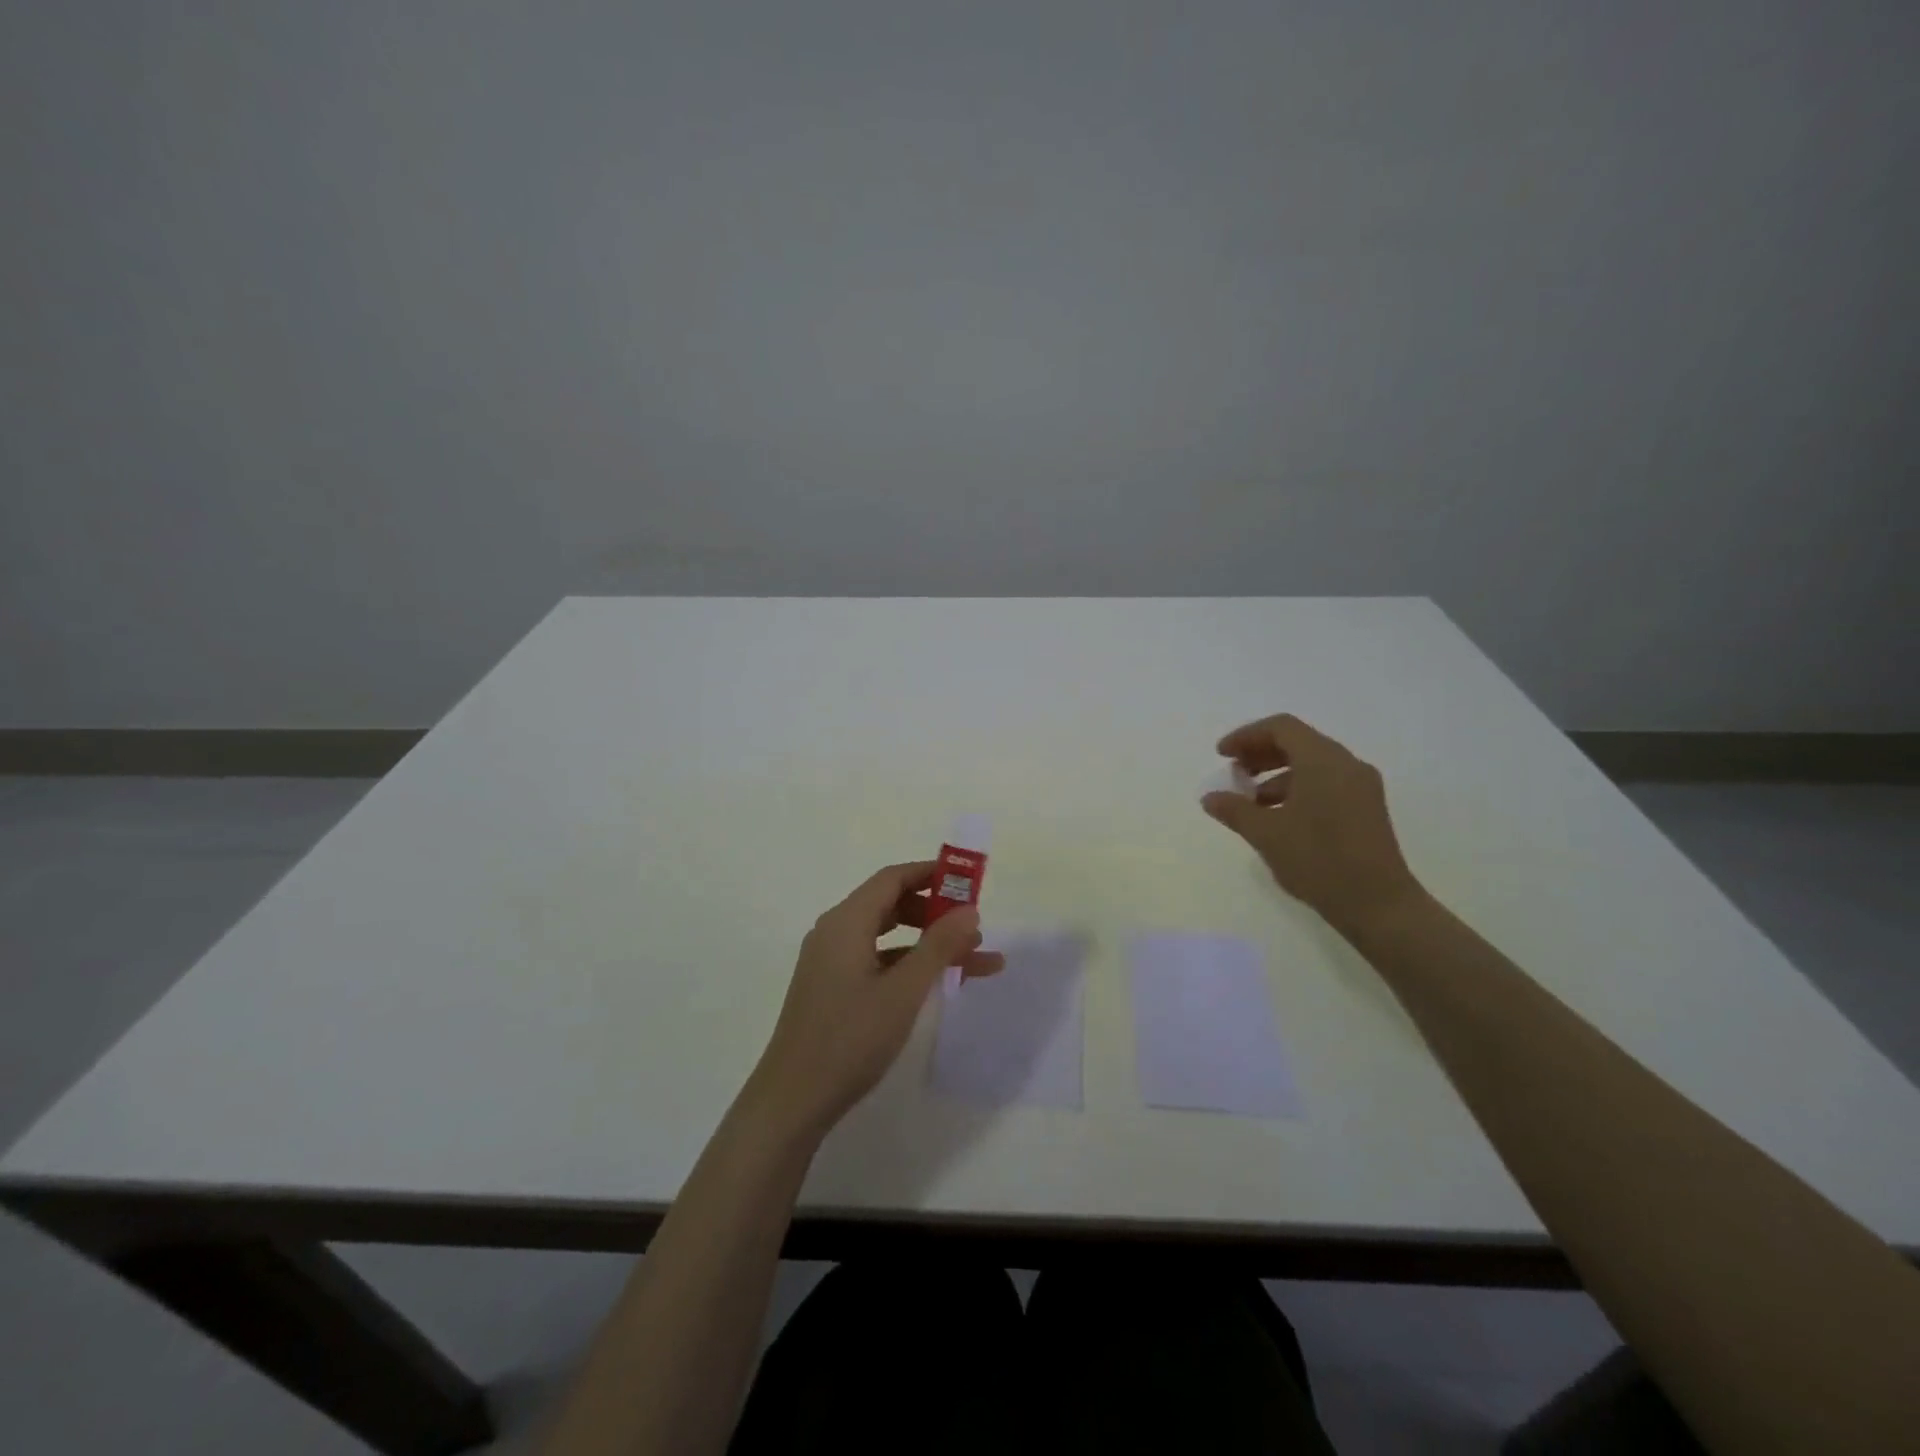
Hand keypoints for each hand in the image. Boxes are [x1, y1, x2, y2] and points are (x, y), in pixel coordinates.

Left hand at [748, 861, 1004, 1136]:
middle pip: (891, 904)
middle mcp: (835, 932)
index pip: (893, 878)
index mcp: (846, 922)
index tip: (969, 881)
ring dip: (929, 943)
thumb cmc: (850, 1038)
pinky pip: (878, 961)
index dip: (931, 874)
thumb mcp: (903, 991)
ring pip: (888, 936)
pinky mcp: (833, 987)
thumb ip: (938, 946)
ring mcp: (831, 961)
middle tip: (974, 926)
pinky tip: (940, 983)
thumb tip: (969, 910)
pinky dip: (909, 965)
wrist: (794, 1100)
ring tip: (973, 957)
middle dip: (936, 911)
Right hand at [1201, 714, 1422, 936]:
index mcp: (1323, 761)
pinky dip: (1297, 789)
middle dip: (1260, 754)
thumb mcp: (1266, 834)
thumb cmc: (1318, 860)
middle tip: (1233, 774)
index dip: (1246, 736)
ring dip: (1277, 775)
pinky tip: (1279, 817)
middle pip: (1298, 742)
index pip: (1281, 728)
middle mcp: (1346, 764)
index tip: (1221, 756)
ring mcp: (1361, 787)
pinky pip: (1326, 783)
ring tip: (1251, 802)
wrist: (1378, 905)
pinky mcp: (1367, 809)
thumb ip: (1234, 810)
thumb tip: (1210, 797)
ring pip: (1312, 764)